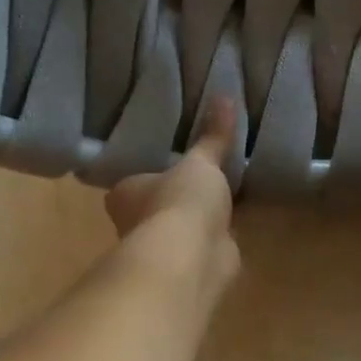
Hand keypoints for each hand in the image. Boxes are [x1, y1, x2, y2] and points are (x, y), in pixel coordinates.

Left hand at [105, 97, 241, 307]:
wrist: (192, 256)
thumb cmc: (179, 201)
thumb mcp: (200, 162)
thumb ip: (213, 137)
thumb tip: (224, 96)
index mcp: (124, 194)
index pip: (134, 181)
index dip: (152, 172)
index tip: (173, 161)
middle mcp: (136, 223)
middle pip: (157, 204)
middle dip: (176, 196)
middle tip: (203, 175)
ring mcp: (165, 248)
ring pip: (182, 226)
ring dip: (198, 218)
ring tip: (224, 195)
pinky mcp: (192, 264)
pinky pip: (206, 242)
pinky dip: (217, 235)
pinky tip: (235, 222)